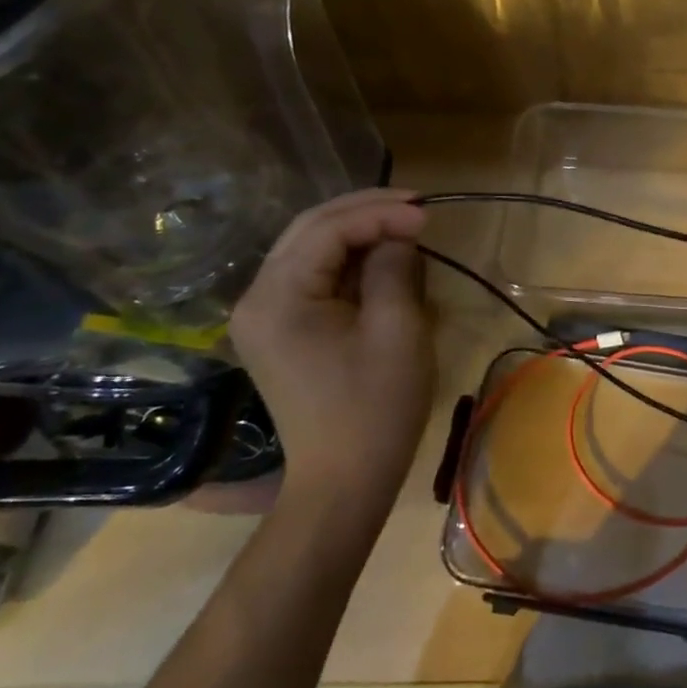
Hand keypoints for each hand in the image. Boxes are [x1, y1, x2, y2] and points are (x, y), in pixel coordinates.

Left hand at [228, 189, 431, 516]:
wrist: (344, 481)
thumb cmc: (375, 407)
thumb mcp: (396, 330)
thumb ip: (394, 268)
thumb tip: (398, 235)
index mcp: (277, 297)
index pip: (328, 230)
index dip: (381, 213)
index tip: (428, 214)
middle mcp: (257, 297)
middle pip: (310, 229)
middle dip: (367, 210)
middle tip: (419, 206)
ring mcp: (265, 314)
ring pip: (311, 247)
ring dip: (359, 230)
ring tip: (407, 224)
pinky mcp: (280, 329)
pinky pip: (314, 275)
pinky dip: (350, 259)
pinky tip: (383, 255)